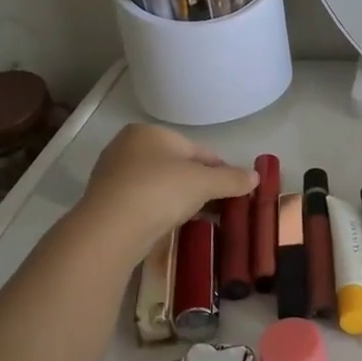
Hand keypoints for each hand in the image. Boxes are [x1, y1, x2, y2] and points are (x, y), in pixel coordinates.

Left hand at [75, 124, 256, 262]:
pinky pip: (142, 201)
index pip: (197, 150)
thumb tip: (256, 176)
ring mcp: (113, 173)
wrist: (111, 228)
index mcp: (151, 132)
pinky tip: (170, 224)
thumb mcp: (204, 183)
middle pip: (177, 165)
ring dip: (179, 198)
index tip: (236, 189)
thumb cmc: (161, 191)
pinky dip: (159, 209)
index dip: (221, 169)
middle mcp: (128, 146)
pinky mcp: (105, 200)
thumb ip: (232, 179)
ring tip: (198, 218)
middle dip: (199, 184)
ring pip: (159, 183)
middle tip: (219, 206)